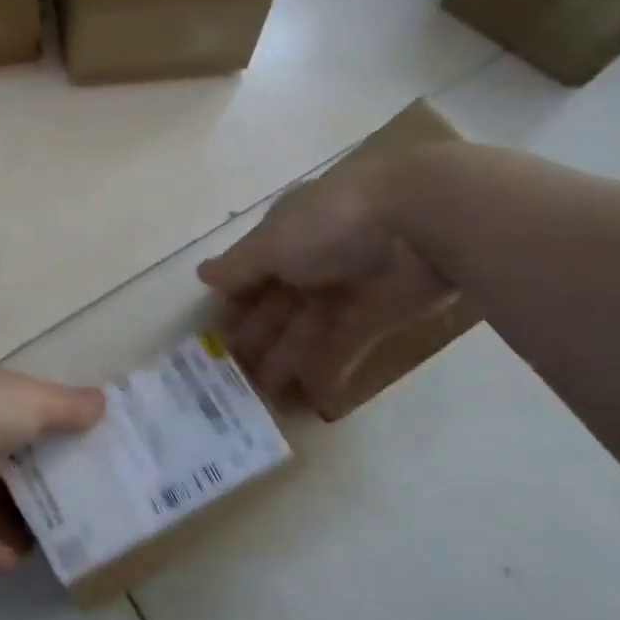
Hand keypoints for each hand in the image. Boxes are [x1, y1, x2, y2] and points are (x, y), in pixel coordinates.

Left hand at [0, 359, 104, 571]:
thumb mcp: (35, 401)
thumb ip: (68, 406)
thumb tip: (104, 402)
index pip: (17, 405)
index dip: (45, 425)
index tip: (75, 451)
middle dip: (29, 479)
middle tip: (67, 506)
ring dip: (7, 516)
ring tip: (45, 543)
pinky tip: (13, 563)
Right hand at [198, 160, 453, 401]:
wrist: (418, 221)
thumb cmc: (330, 223)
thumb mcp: (272, 241)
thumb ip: (238, 266)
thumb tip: (202, 275)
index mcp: (284, 236)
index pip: (250, 273)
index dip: (233, 305)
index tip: (214, 338)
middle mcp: (311, 262)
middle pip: (275, 305)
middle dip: (254, 338)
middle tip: (232, 376)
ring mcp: (344, 290)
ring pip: (305, 330)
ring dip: (284, 360)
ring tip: (262, 395)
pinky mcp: (376, 317)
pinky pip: (344, 347)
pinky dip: (328, 371)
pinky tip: (310, 399)